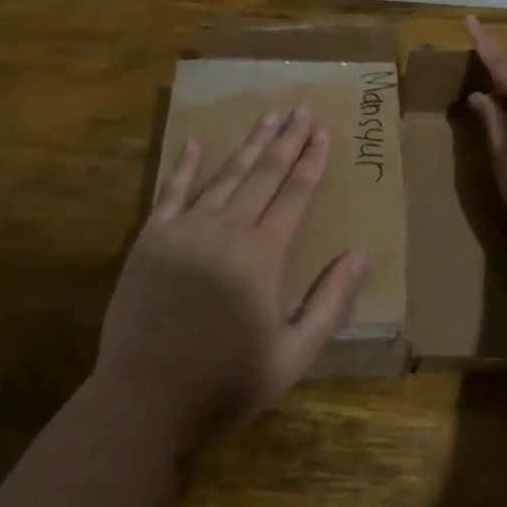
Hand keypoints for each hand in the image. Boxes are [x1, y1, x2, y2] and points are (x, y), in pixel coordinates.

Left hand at [94, 108, 368, 457]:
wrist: (144, 398)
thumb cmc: (225, 380)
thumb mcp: (294, 353)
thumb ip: (330, 302)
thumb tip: (361, 255)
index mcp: (263, 253)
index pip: (295, 194)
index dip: (311, 161)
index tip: (323, 132)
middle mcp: (227, 228)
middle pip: (264, 174)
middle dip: (287, 140)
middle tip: (301, 109)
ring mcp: (186, 229)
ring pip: (226, 175)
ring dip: (249, 144)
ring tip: (267, 116)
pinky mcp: (152, 239)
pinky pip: (173, 191)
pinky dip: (185, 165)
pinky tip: (194, 142)